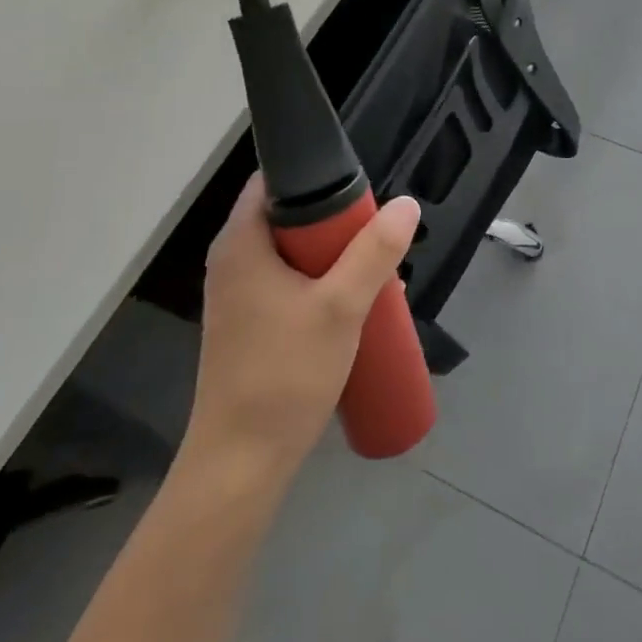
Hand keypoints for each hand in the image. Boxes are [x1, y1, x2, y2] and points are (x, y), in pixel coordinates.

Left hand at [182, 174, 418, 488]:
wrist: (239, 466)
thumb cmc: (284, 376)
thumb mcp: (340, 307)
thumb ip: (375, 253)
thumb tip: (406, 204)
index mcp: (242, 242)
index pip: (276, 180)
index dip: (318, 175)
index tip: (360, 191)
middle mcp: (234, 261)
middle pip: (291, 218)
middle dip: (339, 225)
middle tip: (378, 238)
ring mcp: (239, 296)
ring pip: (295, 255)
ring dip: (337, 259)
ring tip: (378, 275)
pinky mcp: (250, 325)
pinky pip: (291, 284)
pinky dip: (322, 285)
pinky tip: (356, 308)